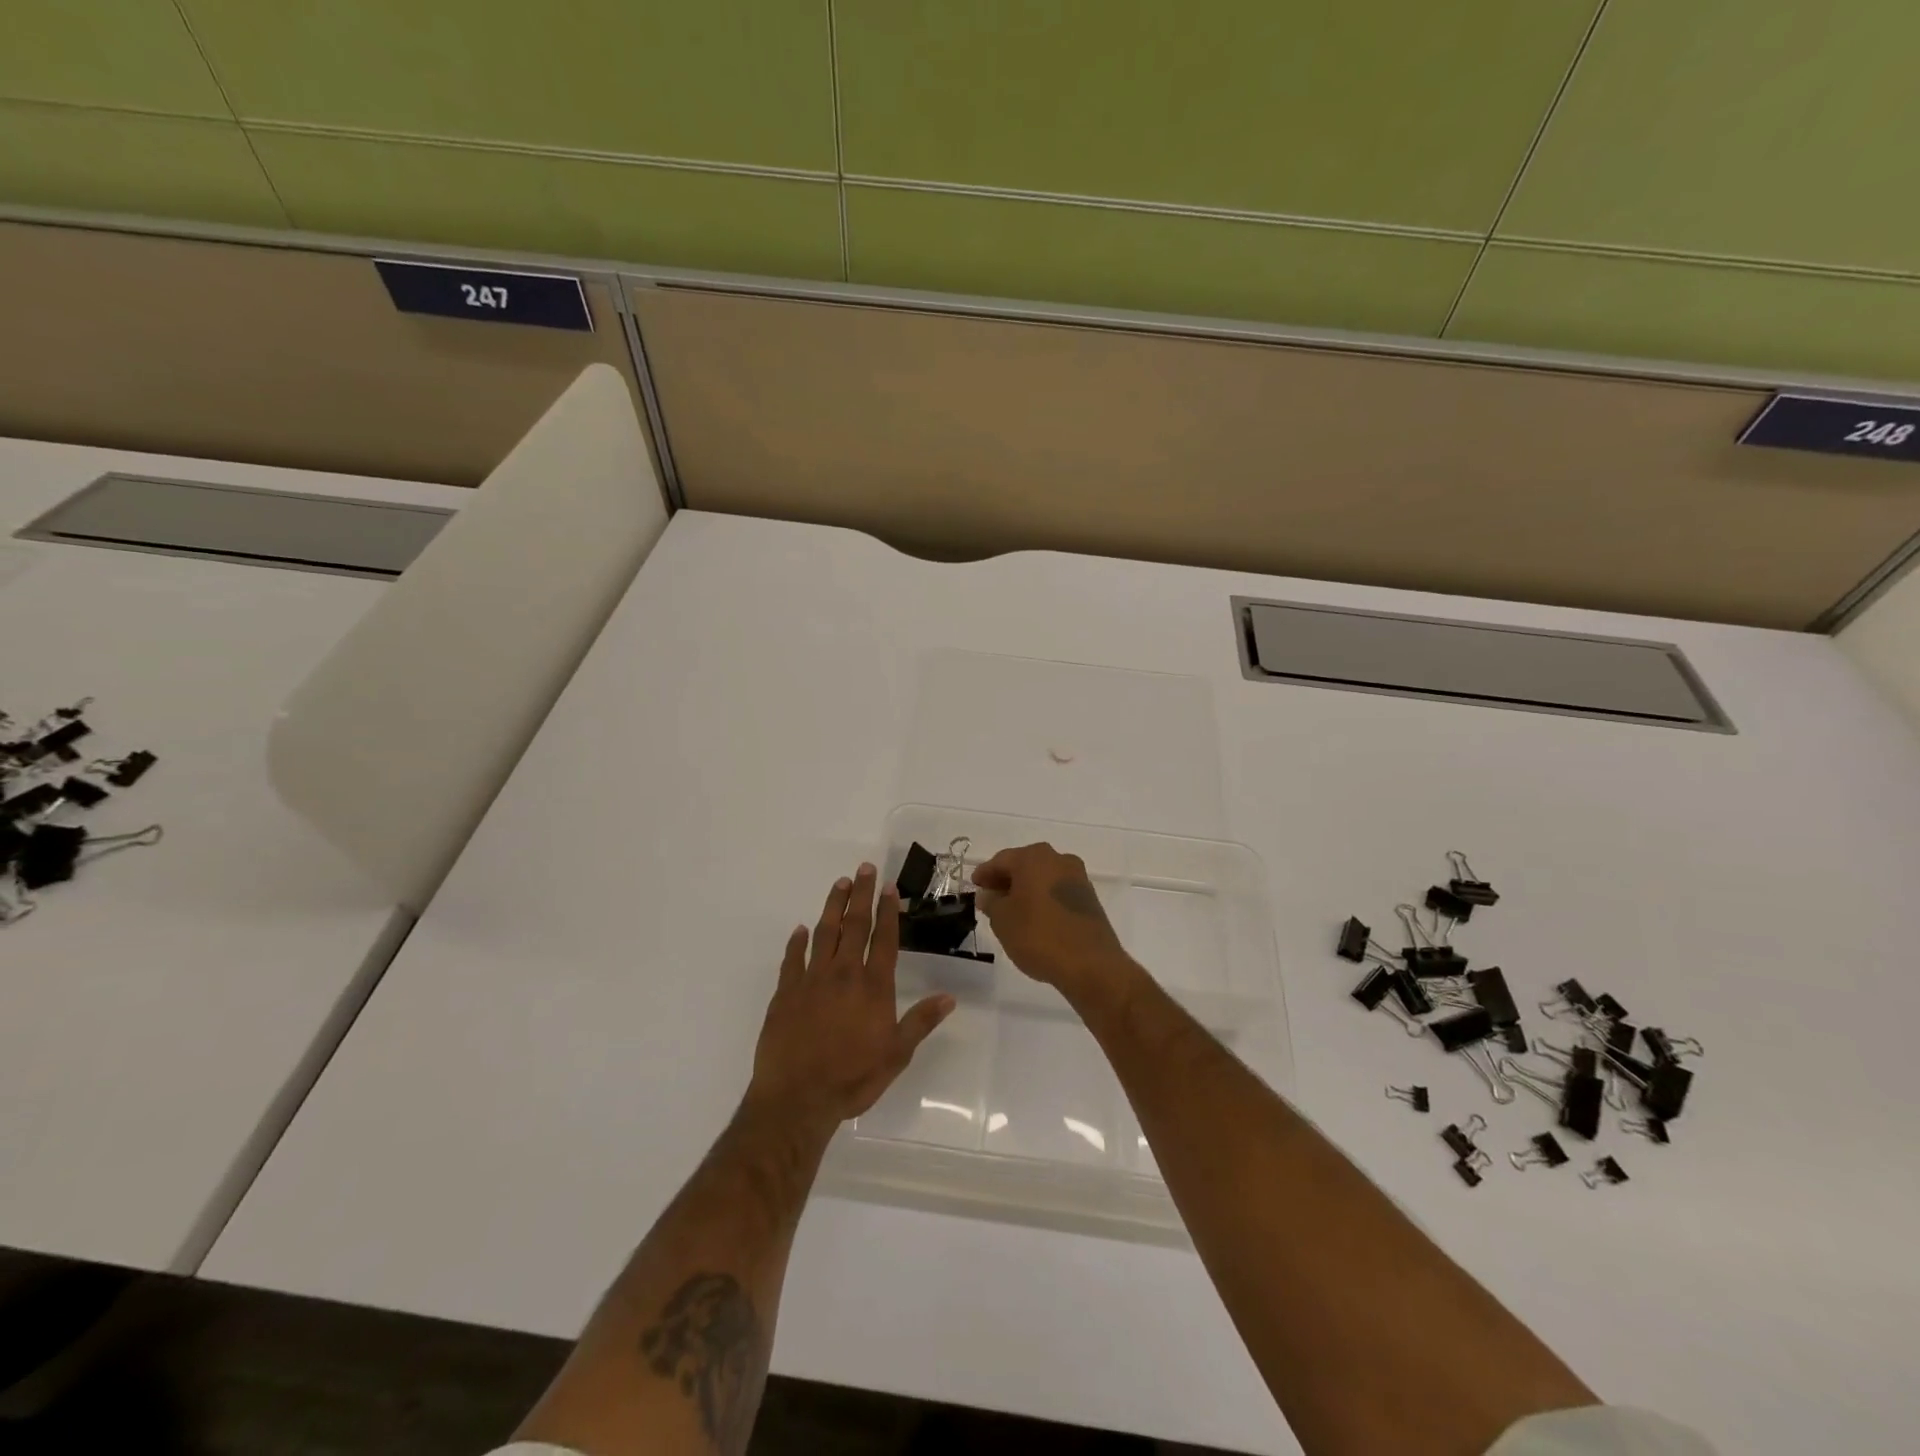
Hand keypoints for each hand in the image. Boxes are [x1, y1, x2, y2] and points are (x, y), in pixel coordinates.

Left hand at [747, 863, 954, 1135]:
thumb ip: (921, 1022)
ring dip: (833, 906)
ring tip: (840, 884)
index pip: (884, 939)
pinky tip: (800, 930)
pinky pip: (792, 959)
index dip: (888, 911)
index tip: (889, 887)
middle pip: (854, 925)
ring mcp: (811, 980)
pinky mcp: (785, 992)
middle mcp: (843, 974)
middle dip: (861, 895)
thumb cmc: (852, 1078)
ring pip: (824, 933)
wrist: (797, 1098)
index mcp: (873, 986)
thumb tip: (949, 997)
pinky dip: (796, 942)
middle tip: (865, 868)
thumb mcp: (896, 1055)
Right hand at [971, 843, 1132, 998]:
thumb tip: (987, 894)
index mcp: (1034, 857)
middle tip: (989, 897)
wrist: (1091, 964)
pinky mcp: (1089, 898)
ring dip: (1025, 890)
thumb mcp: (1002, 920)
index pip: (1001, 860)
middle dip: (1006, 880)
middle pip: (1024, 865)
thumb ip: (991, 902)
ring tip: (1010, 911)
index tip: (974, 885)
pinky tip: (1034, 918)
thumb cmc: (1039, 936)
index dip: (985, 873)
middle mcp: (1058, 859)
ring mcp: (1077, 878)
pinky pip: (1057, 891)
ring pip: (1042, 878)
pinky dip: (1043, 899)